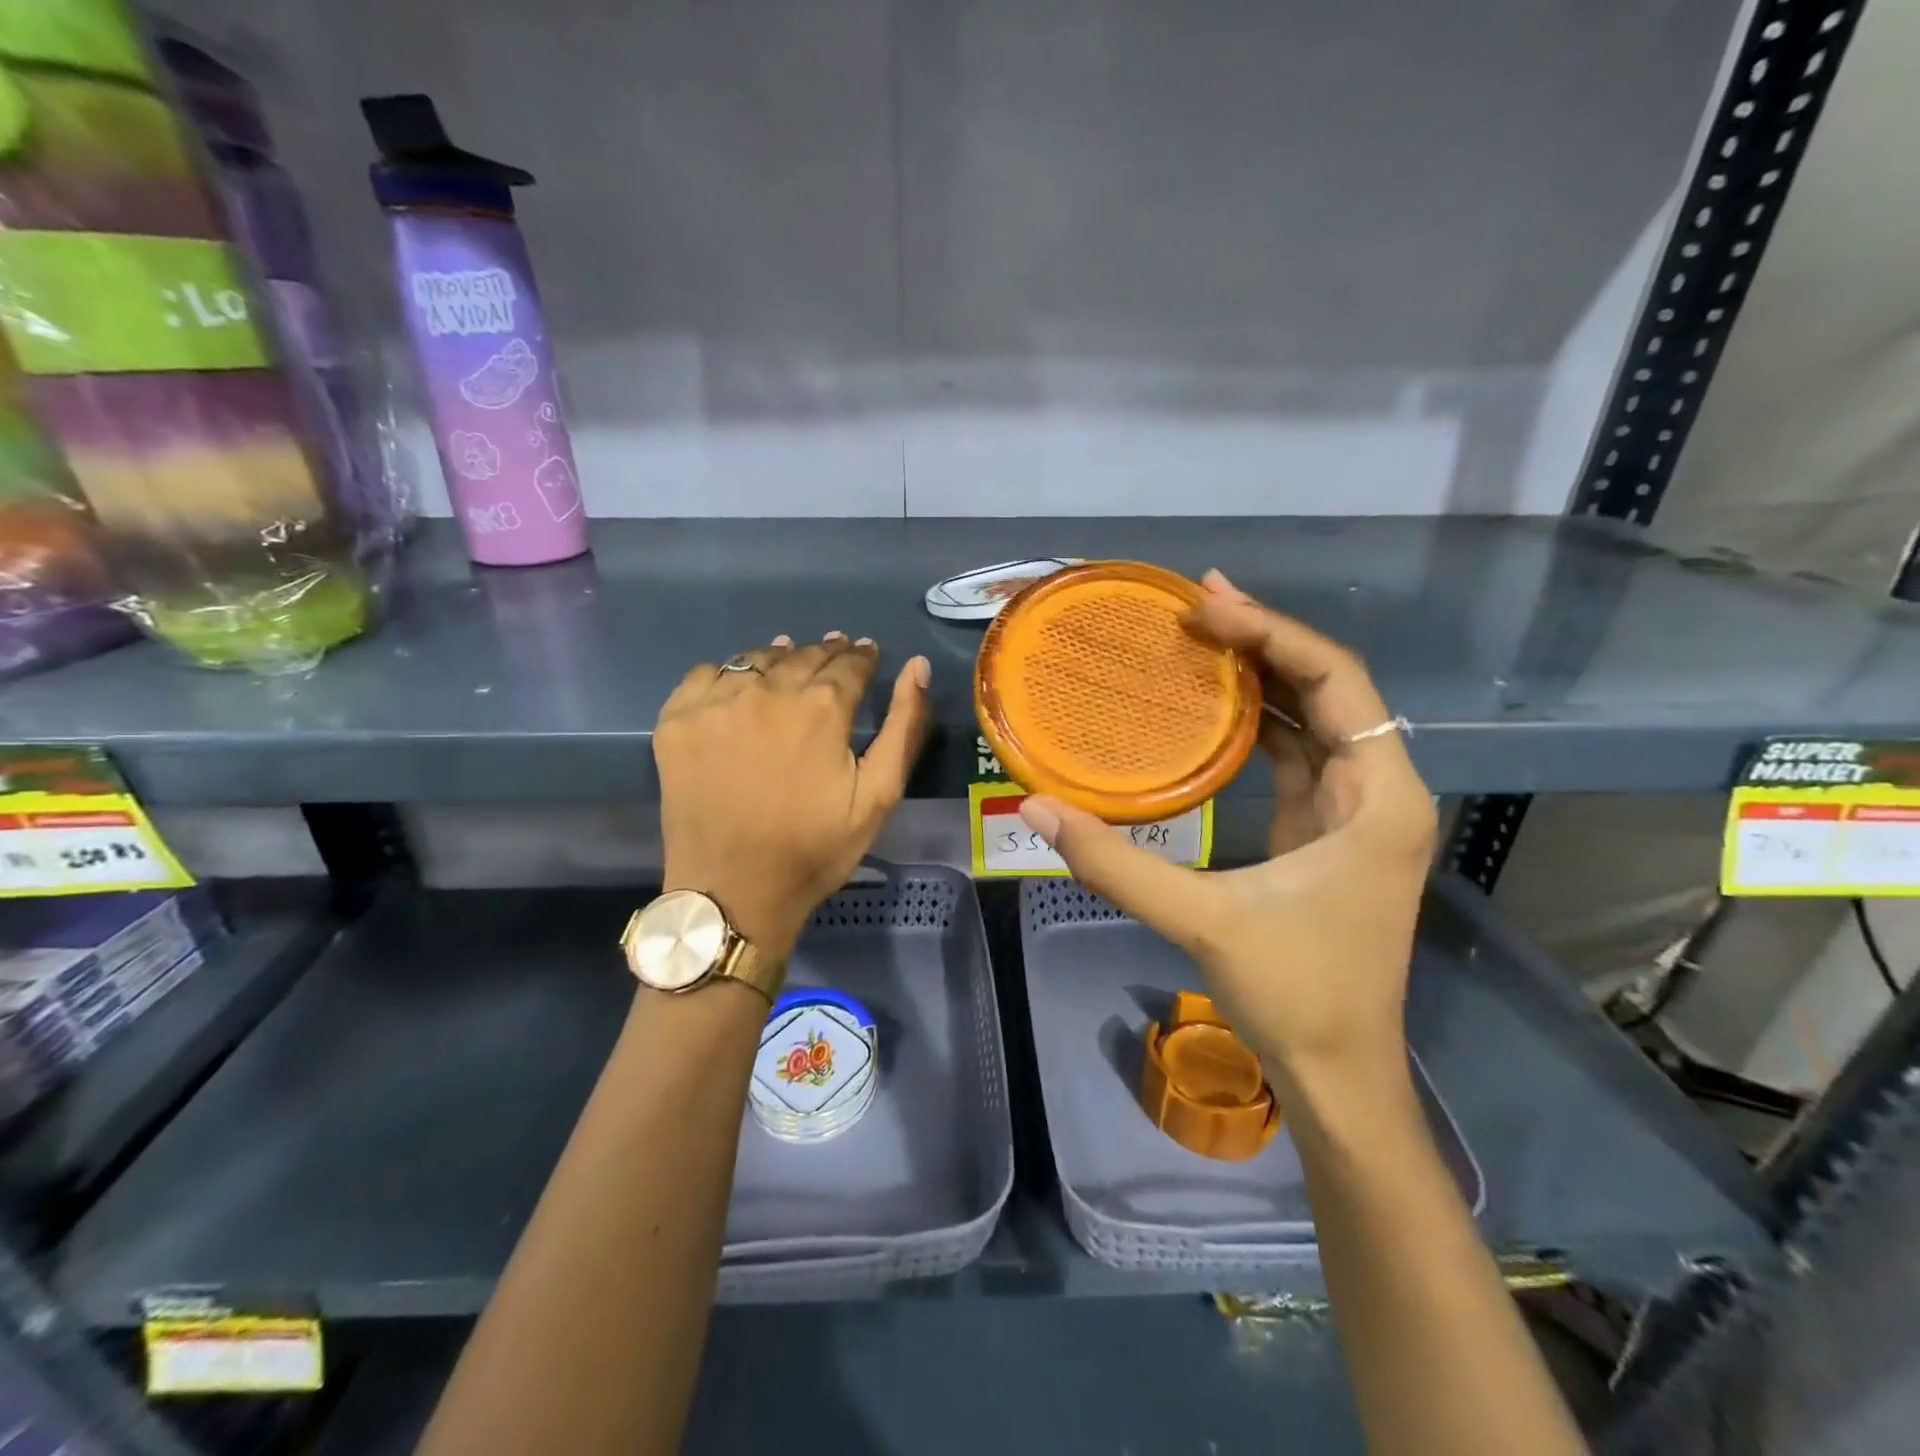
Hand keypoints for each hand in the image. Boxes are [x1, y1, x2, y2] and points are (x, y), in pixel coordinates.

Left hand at [654, 633, 931, 959]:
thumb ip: (903, 726)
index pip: (849, 663)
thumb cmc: (814, 848)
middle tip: (835, 654)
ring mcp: (716, 703)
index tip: (867, 653)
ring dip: (780, 658)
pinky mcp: (677, 720)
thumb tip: (917, 666)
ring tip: (790, 663)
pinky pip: (705, 674)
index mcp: (821, 707)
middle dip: (826, 653)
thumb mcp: (879, 795)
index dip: (862, 656)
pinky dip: (727, 673)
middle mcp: (767, 691)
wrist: (732, 891)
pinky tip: (737, 689)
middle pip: (803, 655)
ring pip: (756, 659)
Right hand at [1017, 572, 1436, 1087]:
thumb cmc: (1296, 996)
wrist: (1339, 1074)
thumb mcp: (1202, 922)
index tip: (1208, 609)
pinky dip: (1256, 721)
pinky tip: (1210, 705)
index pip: (1336, 682)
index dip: (1273, 635)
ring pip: (1312, 719)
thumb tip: (1038, 810)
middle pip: (1328, 688)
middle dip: (1265, 640)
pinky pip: (1293, 754)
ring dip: (1260, 675)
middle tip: (1195, 603)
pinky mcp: (1324, 831)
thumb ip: (1116, 864)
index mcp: (1379, 798)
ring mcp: (1353, 811)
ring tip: (1199, 636)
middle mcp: (1379, 791)